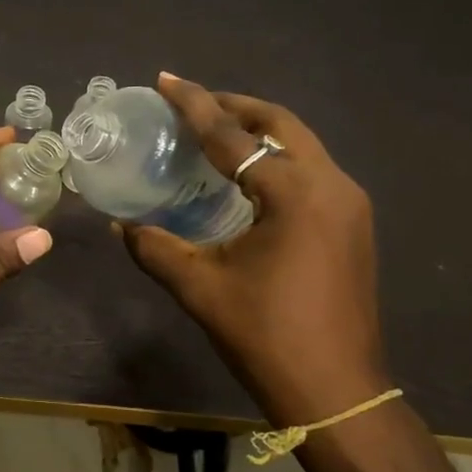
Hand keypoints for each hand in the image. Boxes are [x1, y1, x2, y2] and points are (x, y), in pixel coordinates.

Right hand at [117, 74, 388, 426]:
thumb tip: (119, 225)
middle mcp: (331, 185)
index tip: (165, 80)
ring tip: (214, 133)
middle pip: (280, 124)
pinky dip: (275, 159)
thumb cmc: (265, 336)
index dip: (194, 105)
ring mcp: (350, 205)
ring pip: (300, 145)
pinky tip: (246, 177)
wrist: (337, 391)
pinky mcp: (352, 226)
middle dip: (233, 107)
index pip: (232, 137)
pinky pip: (310, 171)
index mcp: (295, 193)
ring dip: (257, 132)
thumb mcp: (199, 287)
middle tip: (192, 104)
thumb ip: (154, 247)